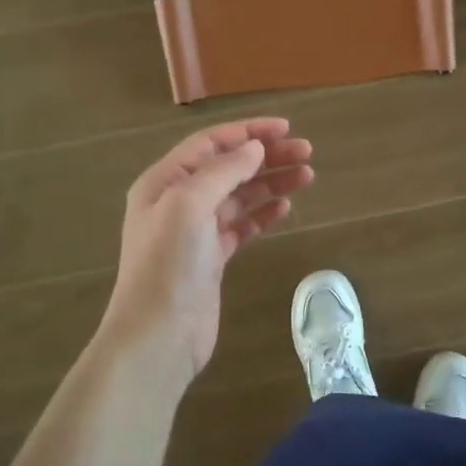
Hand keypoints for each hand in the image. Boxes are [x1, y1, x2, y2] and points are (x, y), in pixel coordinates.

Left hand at [99, 118, 313, 381]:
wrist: (157, 337)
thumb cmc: (169, 264)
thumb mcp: (190, 205)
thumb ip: (223, 171)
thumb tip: (254, 147)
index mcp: (165, 180)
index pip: (211, 143)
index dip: (248, 131)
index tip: (286, 128)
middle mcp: (178, 201)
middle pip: (229, 167)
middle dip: (266, 156)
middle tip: (306, 152)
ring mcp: (195, 231)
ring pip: (239, 196)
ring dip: (271, 182)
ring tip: (307, 175)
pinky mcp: (211, 259)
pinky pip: (241, 225)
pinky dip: (263, 213)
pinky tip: (285, 206)